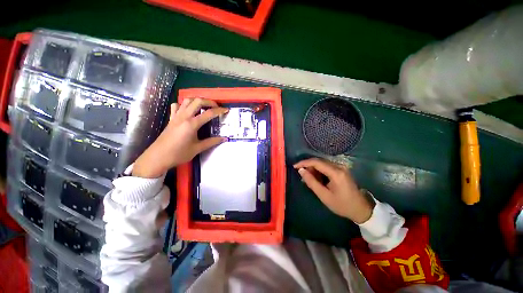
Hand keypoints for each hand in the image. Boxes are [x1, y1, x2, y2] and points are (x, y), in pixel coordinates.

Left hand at [133, 98, 227, 177]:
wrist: (158, 157)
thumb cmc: (179, 154)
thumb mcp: (197, 148)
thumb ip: (211, 142)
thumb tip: (224, 139)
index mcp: (192, 124)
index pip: (209, 113)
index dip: (219, 111)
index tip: (226, 110)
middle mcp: (184, 116)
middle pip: (198, 101)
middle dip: (209, 101)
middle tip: (216, 107)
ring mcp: (176, 116)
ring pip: (187, 100)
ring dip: (197, 100)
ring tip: (204, 106)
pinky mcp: (171, 118)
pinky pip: (177, 106)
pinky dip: (184, 104)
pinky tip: (188, 110)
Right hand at [293, 158, 374, 223]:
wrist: (361, 209)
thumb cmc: (342, 204)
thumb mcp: (324, 195)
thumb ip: (311, 182)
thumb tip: (301, 170)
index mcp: (336, 172)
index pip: (316, 162)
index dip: (304, 163)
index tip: (295, 166)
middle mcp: (339, 166)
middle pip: (319, 161)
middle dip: (308, 166)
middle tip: (301, 174)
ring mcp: (341, 167)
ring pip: (322, 163)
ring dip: (313, 168)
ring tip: (308, 178)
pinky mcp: (341, 169)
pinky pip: (326, 166)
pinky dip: (319, 170)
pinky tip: (316, 177)